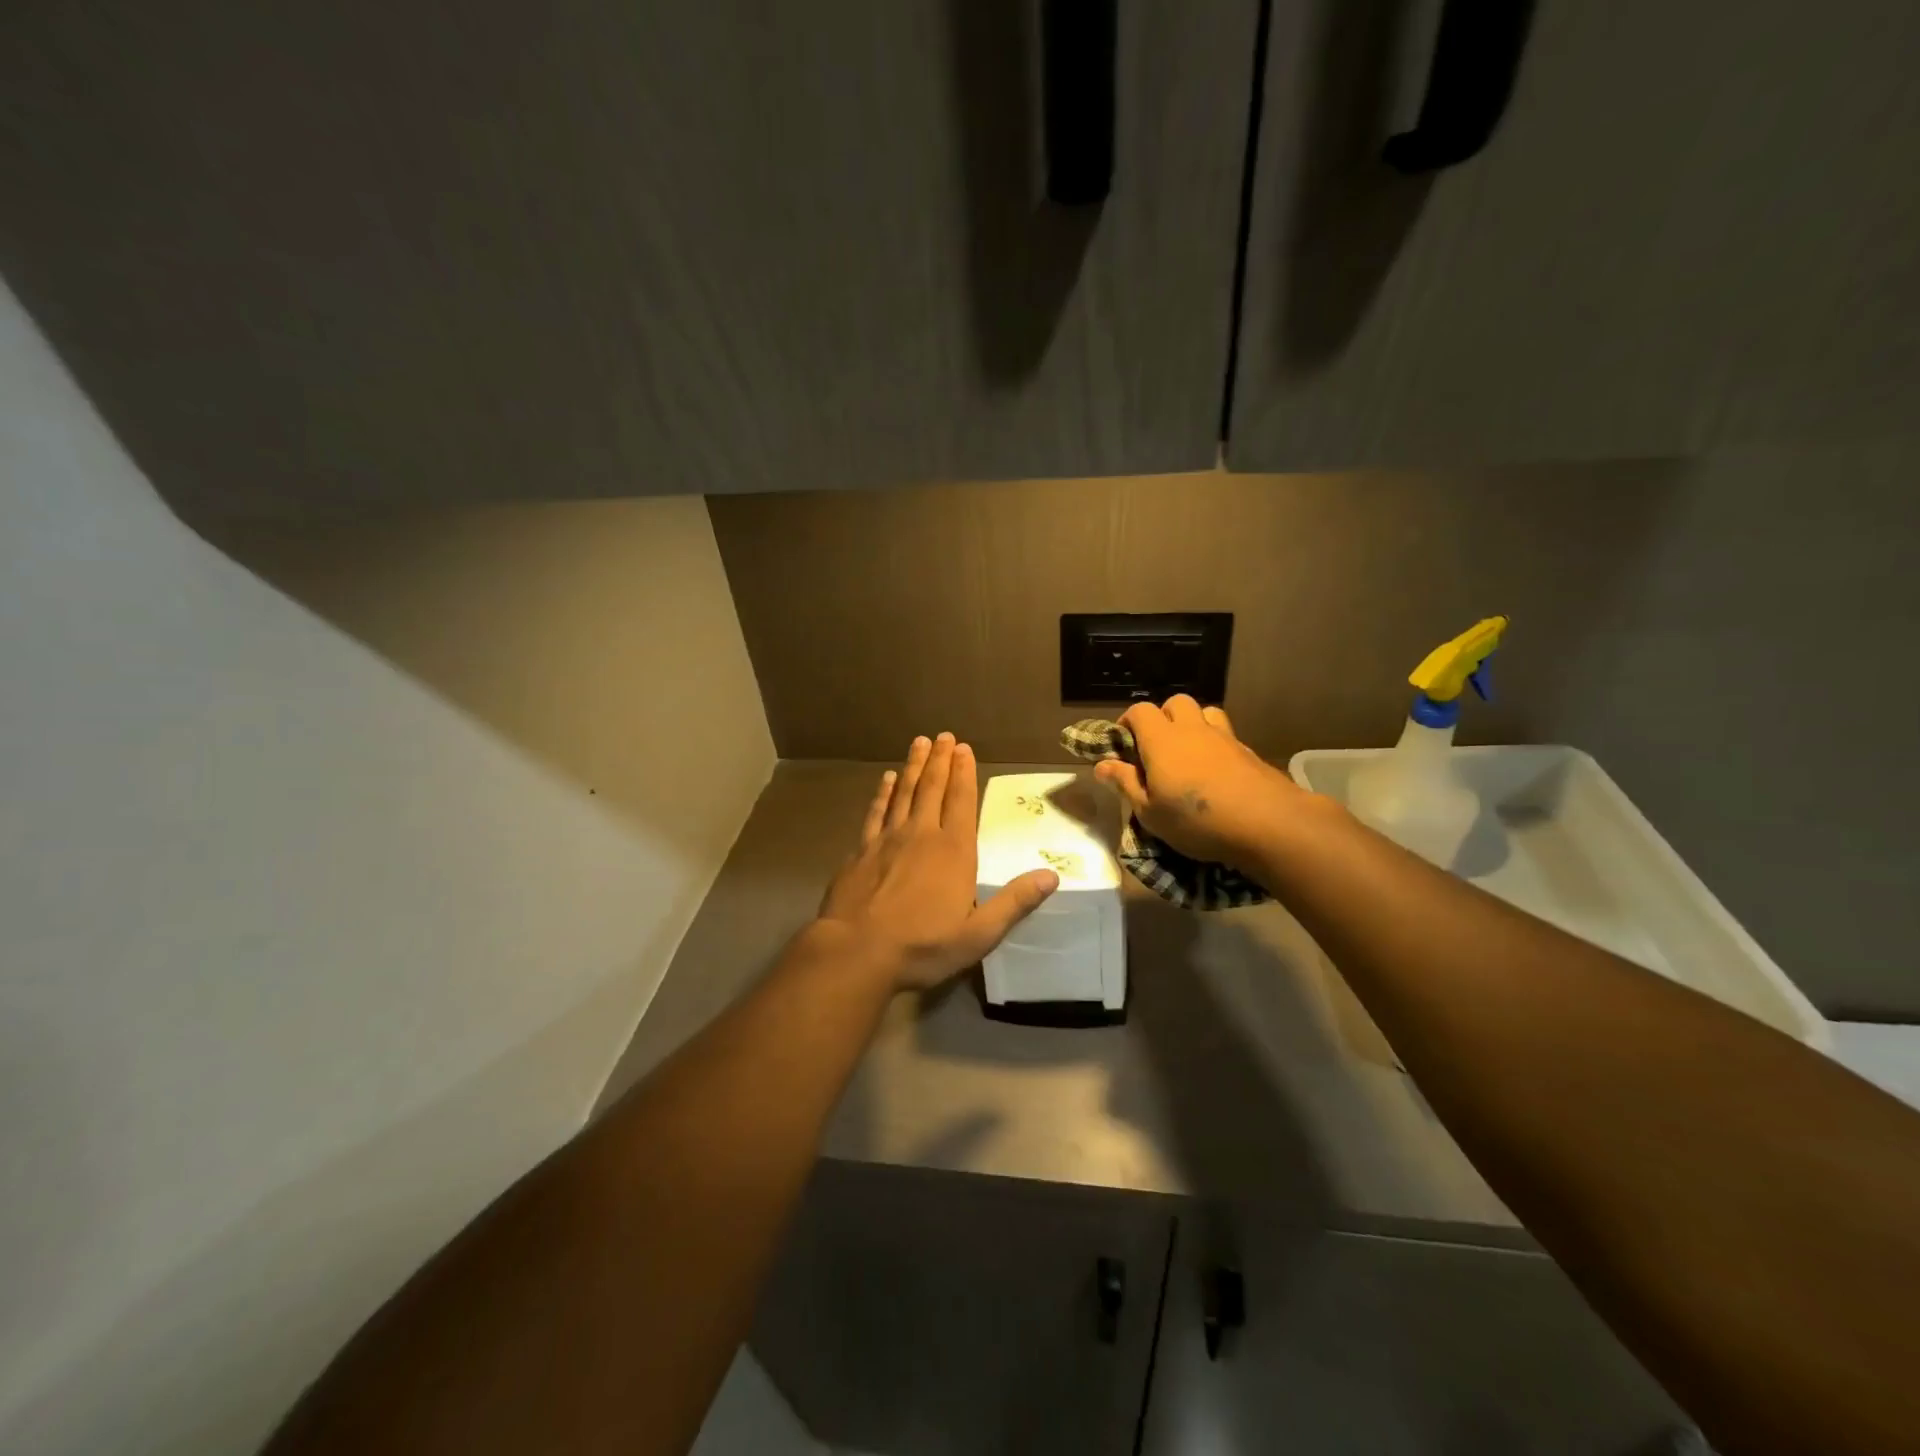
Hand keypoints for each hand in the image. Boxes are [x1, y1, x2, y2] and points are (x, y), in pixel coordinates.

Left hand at [816, 733, 1059, 990]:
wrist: (857, 951)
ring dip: (913, 767)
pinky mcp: (861, 850)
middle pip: (932, 788)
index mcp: (954, 851)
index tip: (965, 748)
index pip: (962, 801)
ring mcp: (888, 839)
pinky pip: (876, 812)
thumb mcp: (979, 934)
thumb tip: (1050, 876)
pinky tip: (886, 780)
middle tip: (944, 736)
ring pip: (904, 792)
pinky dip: (883, 793)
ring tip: (919, 743)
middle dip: (941, 760)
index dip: (964, 773)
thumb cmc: (923, 946)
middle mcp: (921, 834)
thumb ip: (1014, 903)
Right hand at [1094, 696, 1304, 870]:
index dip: (1128, 723)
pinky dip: (1214, 744)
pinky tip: (1215, 772)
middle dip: (1162, 717)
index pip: (1140, 711)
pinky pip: (1225, 735)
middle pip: (1175, 702)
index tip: (1123, 746)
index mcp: (1161, 740)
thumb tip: (1101, 765)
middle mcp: (1192, 729)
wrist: (1267, 823)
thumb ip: (1126, 784)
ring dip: (1192, 724)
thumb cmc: (1196, 820)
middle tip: (1156, 748)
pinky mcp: (1248, 751)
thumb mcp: (1150, 812)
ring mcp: (1224, 737)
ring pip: (1204, 712)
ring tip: (1187, 753)